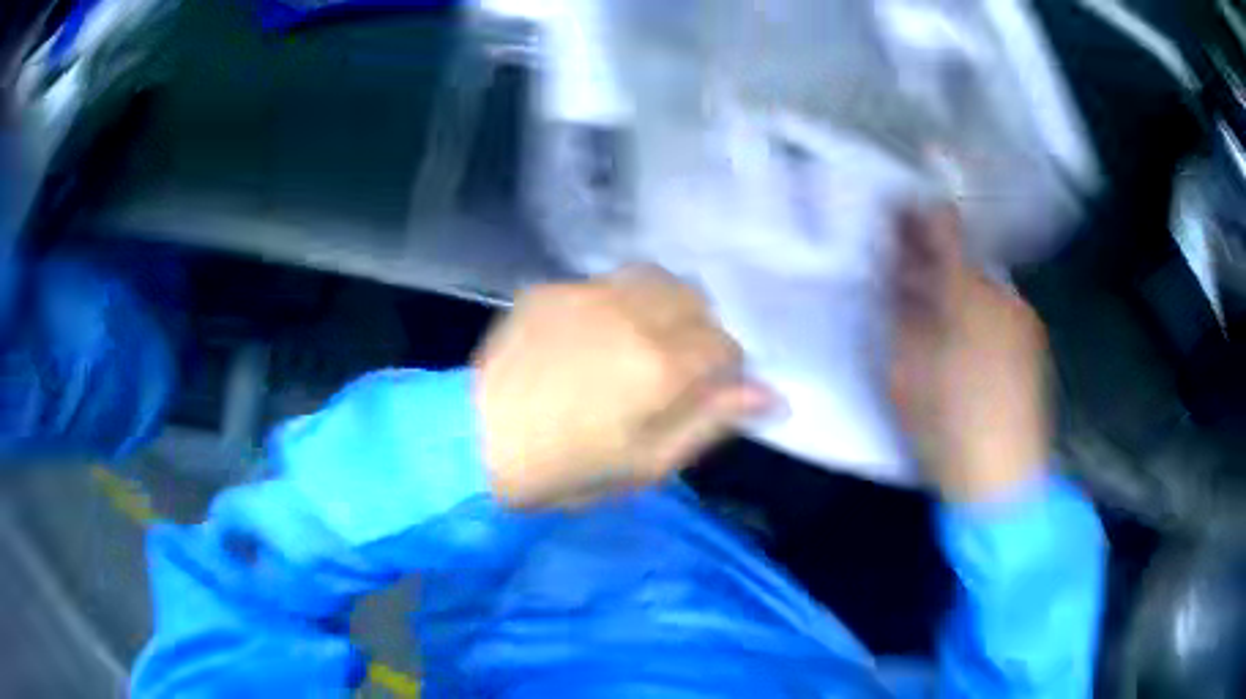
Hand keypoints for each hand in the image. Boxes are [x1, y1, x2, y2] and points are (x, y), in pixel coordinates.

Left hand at [473, 265, 772, 507]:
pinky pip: (604, 283)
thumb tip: (770, 395)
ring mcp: (586, 293)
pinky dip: (615, 304)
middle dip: (697, 332)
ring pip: (654, 280)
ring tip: (639, 341)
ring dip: (663, 307)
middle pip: (695, 301)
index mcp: (661, 366)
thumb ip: (710, 422)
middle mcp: (631, 314)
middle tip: (672, 369)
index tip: (703, 392)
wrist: (474, 441)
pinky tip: (591, 335)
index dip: (723, 371)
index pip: (725, 345)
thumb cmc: (565, 469)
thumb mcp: (647, 465)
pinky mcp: (551, 288)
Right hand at [890, 207, 1051, 502]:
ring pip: (983, 284)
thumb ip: (900, 310)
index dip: (917, 212)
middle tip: (909, 277)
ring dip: (958, 288)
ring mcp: (1024, 315)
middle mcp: (1001, 291)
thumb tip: (896, 268)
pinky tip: (970, 347)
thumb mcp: (905, 370)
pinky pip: (1001, 309)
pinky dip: (981, 312)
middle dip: (934, 259)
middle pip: (963, 257)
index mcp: (965, 294)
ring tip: (940, 322)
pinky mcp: (1035, 340)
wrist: (1005, 481)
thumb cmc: (946, 427)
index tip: (896, 207)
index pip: (942, 227)